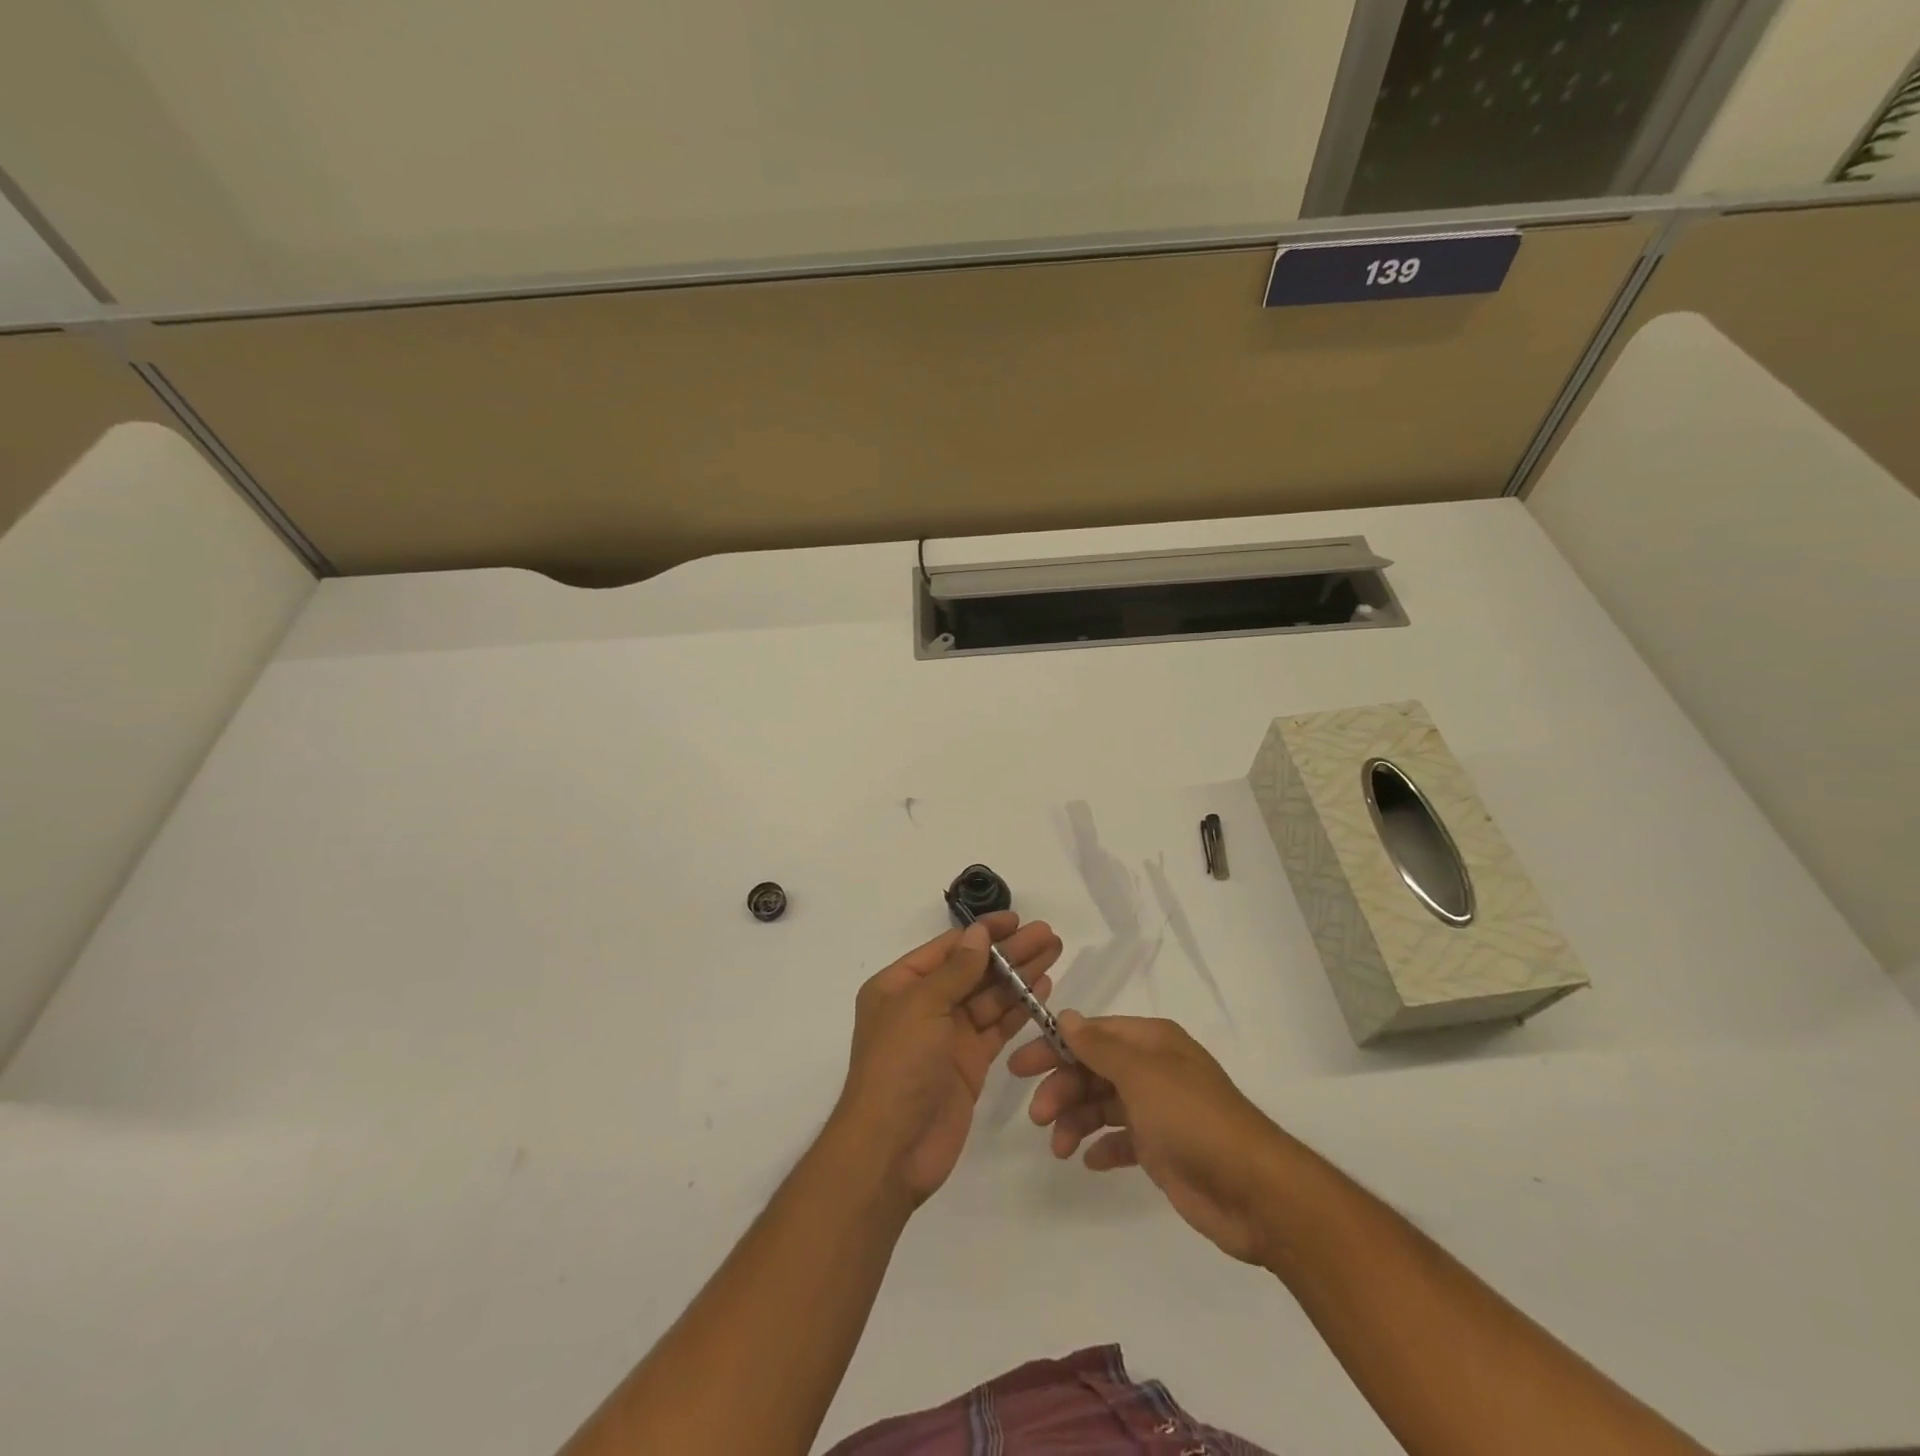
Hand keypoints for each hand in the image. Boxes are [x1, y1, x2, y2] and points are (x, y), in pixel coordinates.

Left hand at [833, 914, 1061, 1205]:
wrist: (892, 1149)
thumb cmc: (898, 1066)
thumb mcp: (921, 1007)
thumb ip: (955, 970)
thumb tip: (978, 933)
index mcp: (900, 985)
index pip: (948, 948)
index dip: (983, 932)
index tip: (1016, 920)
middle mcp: (924, 1005)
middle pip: (973, 970)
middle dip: (1009, 951)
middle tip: (1047, 934)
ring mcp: (948, 1035)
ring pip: (989, 996)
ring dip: (1019, 974)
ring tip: (1053, 952)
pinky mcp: (970, 1062)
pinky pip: (997, 1027)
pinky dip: (1019, 1008)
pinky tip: (1042, 988)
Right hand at [1011, 1013, 1291, 1265]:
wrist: (1254, 1191)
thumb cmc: (1193, 1119)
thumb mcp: (1141, 1074)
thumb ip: (1099, 1047)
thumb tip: (1065, 1016)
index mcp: (1152, 1042)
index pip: (1092, 1034)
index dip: (1055, 1047)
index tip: (1020, 1067)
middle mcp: (1153, 1069)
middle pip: (1093, 1069)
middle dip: (1062, 1089)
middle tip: (1037, 1117)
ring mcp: (1158, 1110)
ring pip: (1102, 1105)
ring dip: (1076, 1120)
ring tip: (1058, 1147)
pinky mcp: (1162, 1150)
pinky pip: (1121, 1140)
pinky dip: (1101, 1146)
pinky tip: (1088, 1160)